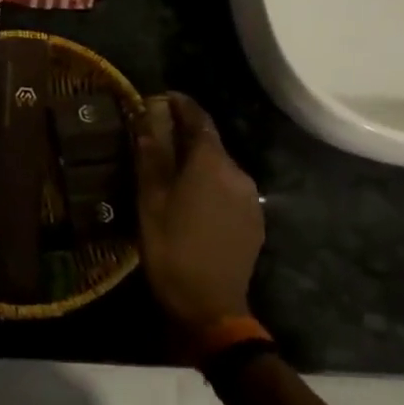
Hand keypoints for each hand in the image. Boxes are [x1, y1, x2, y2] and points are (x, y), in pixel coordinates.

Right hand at [134, 92, 264, 340]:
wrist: (211, 307)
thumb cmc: (172, 249)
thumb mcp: (151, 201)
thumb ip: (152, 156)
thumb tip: (148, 119)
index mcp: (211, 164)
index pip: (198, 119)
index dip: (180, 104)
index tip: (161, 97)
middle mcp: (237, 173)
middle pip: (210, 143)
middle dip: (185, 135)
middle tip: (157, 137)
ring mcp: (251, 198)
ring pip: (220, 167)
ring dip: (198, 161)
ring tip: (171, 170)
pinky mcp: (254, 220)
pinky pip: (230, 189)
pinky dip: (210, 183)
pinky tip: (192, 199)